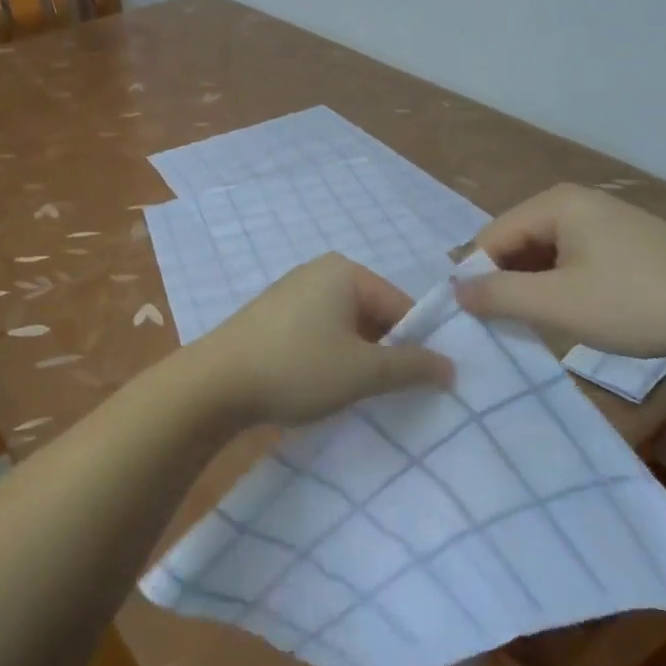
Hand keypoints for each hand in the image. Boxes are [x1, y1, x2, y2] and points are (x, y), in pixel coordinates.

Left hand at [188, 254, 453, 428]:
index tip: (419, 384)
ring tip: (352, 394)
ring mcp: (290, 293)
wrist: (213, 384)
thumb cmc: (296, 368)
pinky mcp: (271, 316)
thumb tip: (452, 367)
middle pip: (372, 314)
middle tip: (386, 392)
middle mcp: (318, 272)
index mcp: (345, 272)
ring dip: (355, 358)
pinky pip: (316, 332)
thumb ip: (411, 367)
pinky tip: (319, 386)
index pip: (400, 306)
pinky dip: (327, 357)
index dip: (415, 345)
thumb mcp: (362, 371)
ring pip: (344, 327)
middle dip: (383, 353)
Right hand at [456, 183, 665, 355]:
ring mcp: (603, 221)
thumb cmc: (637, 302)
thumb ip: (499, 295)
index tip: (470, 320)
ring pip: (544, 255)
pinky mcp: (623, 243)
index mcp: (555, 204)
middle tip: (503, 328)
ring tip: (534, 326)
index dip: (476, 277)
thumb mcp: (559, 304)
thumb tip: (455, 289)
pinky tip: (570, 315)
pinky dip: (561, 287)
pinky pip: (572, 261)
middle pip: (516, 243)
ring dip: (533, 289)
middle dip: (505, 283)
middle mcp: (575, 203)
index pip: (491, 237)